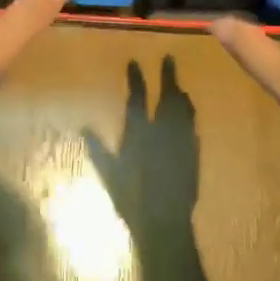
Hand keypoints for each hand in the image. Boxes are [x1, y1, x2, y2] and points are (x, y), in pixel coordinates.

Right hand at [85, 57, 198, 234]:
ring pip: (184, 110)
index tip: (136, 61)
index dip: (137, 78)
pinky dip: (190, 116)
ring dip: (181, 94)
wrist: (166, 222)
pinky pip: (193, 128)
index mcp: (140, 134)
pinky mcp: (194, 155)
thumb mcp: (110, 175)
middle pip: (168, 97)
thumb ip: (99, 151)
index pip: (138, 98)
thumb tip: (85, 129)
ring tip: (180, 84)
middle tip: (169, 58)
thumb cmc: (132, 200)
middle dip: (168, 76)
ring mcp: (182, 142)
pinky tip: (190, 113)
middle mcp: (163, 132)